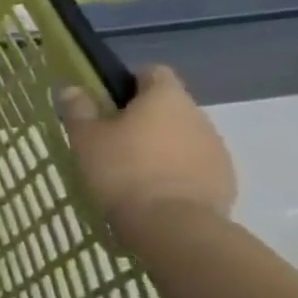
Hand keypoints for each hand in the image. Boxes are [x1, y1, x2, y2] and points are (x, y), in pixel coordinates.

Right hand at [57, 65, 235, 228]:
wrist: (172, 225)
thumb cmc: (122, 171)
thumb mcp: (86, 139)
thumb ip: (79, 110)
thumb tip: (72, 88)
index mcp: (165, 97)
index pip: (153, 72)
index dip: (130, 82)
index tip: (109, 103)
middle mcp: (198, 115)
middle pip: (169, 107)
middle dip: (145, 119)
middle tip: (113, 142)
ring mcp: (216, 148)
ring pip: (184, 137)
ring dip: (162, 147)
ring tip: (133, 173)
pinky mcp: (225, 180)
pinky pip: (196, 166)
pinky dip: (177, 173)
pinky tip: (155, 194)